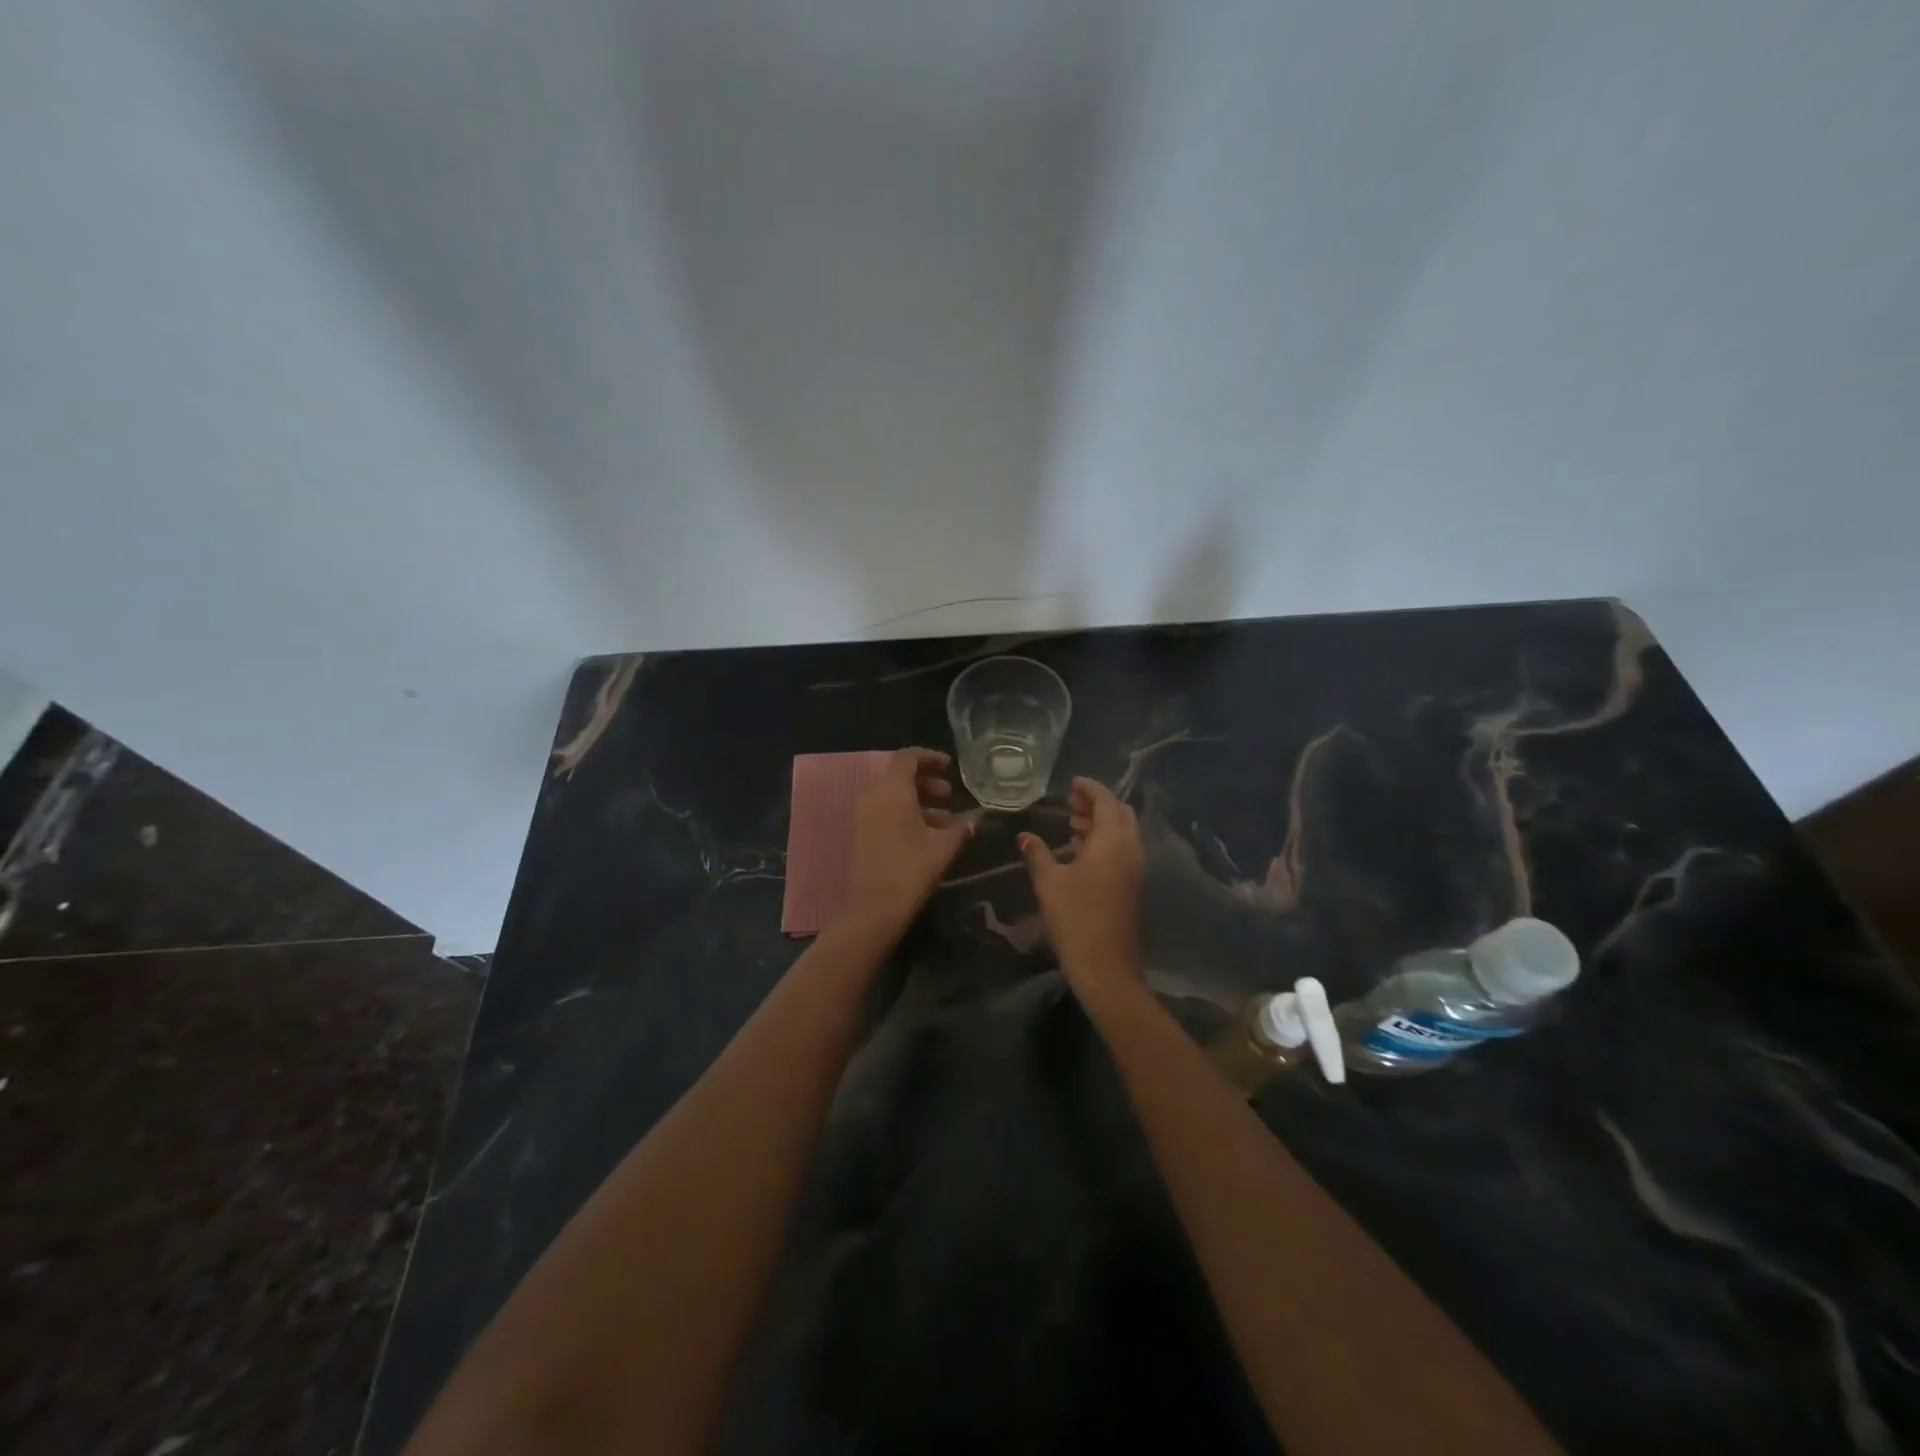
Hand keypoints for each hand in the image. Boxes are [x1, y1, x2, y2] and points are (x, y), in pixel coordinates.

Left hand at [840, 748, 974, 935]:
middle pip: (899, 774)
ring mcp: (863, 813)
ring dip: (918, 799)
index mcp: (892, 788)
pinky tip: (928, 833)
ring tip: (946, 818)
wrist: (873, 908)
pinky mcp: (861, 831)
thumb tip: (974, 818)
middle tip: (949, 795)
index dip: (930, 757)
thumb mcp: (943, 846)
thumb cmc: (911, 868)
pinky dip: (905, 812)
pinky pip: (885, 809)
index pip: (908, 757)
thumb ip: (960, 827)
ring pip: (892, 794)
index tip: (950, 766)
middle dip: (926, 780)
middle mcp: (873, 794)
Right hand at [1018, 777, 1144, 1000]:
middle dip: (1097, 803)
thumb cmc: (1075, 918)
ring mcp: (1135, 868)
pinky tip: (1080, 850)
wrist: (1106, 967)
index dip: (1090, 789)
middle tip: (1070, 802)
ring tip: (1072, 823)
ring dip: (1101, 822)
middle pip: (1120, 813)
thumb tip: (1025, 836)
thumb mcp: (1049, 882)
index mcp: (1113, 841)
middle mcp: (1130, 848)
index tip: (1072, 783)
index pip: (1106, 801)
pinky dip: (1105, 840)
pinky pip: (1122, 849)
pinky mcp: (1133, 885)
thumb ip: (1037, 854)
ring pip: (1122, 832)